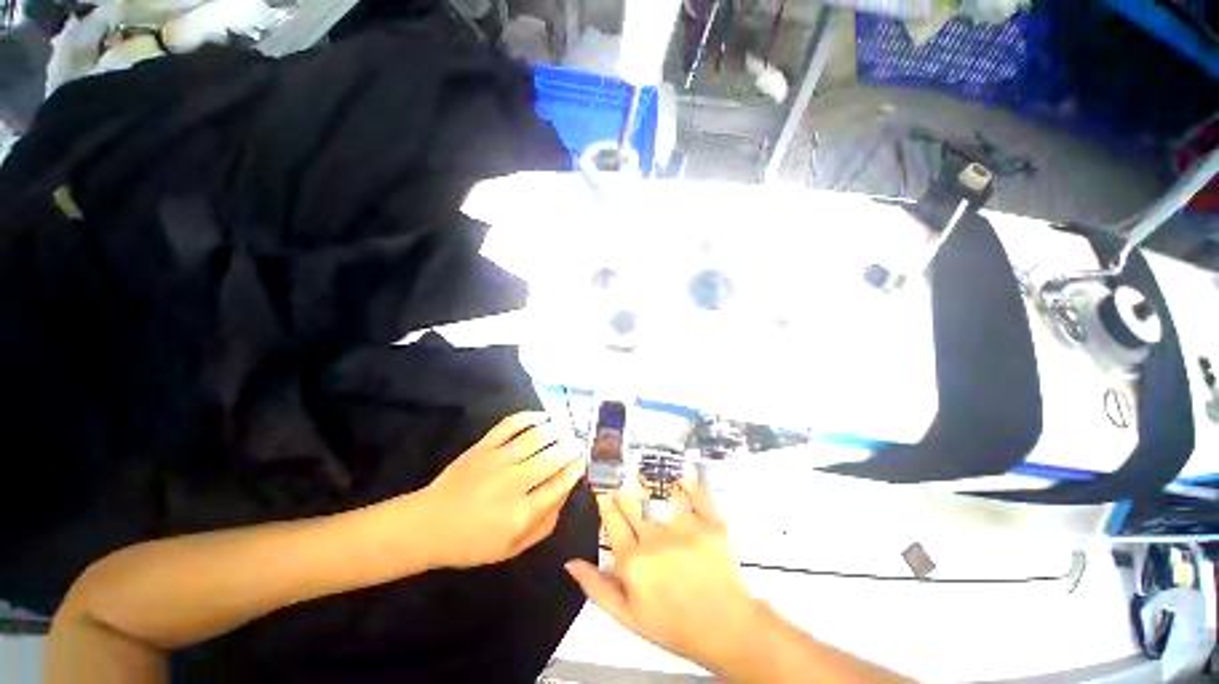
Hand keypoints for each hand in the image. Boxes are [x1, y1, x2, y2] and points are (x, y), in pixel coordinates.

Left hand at [420, 412, 585, 568]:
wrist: (428, 525)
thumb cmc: (472, 542)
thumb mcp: (513, 548)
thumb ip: (545, 524)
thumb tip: (565, 493)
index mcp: (521, 514)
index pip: (559, 485)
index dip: (575, 470)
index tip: (582, 462)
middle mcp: (512, 484)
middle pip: (553, 458)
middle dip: (572, 448)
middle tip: (579, 444)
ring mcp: (497, 460)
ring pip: (537, 437)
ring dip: (557, 430)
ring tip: (566, 430)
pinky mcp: (483, 446)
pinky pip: (511, 424)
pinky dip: (531, 416)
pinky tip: (544, 416)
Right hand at [564, 482, 761, 673]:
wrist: (725, 629)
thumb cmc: (674, 625)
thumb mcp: (628, 617)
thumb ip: (597, 588)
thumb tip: (571, 563)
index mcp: (633, 561)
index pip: (613, 521)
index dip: (606, 504)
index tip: (603, 492)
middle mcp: (655, 539)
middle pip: (632, 504)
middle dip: (622, 491)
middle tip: (619, 481)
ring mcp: (684, 528)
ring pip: (659, 496)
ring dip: (648, 485)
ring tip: (642, 476)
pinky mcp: (710, 523)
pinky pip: (696, 494)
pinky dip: (688, 484)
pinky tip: (680, 480)